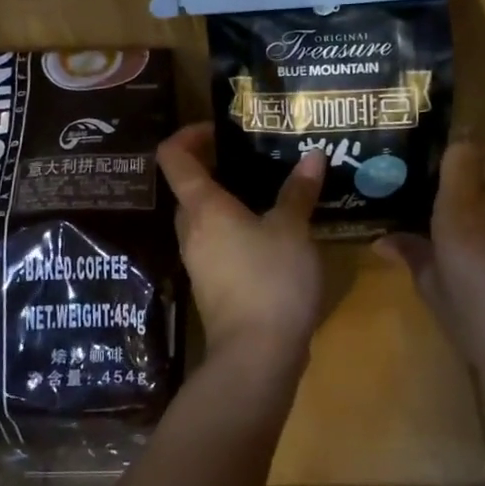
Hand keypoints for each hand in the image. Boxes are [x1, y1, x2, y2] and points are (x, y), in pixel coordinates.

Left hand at [156, 123, 326, 373]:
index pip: (173, 157)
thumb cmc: (271, 280)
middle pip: (188, 186)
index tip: (221, 129)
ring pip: (204, 216)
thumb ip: (298, 191)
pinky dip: (236, 228)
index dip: (189, 134)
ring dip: (228, 199)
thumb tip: (312, 155)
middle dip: (215, 166)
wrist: (256, 356)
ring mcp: (199, 260)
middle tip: (254, 156)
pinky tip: (270, 231)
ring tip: (269, 190)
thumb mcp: (292, 230)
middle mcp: (192, 230)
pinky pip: (217, 242)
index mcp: (203, 207)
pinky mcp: (212, 284)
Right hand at [377, 141, 484, 430]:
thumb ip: (412, 255)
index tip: (429, 167)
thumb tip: (384, 240)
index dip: (450, 151)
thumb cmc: (478, 321)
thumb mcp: (433, 291)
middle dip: (459, 196)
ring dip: (482, 223)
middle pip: (480, 180)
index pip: (464, 151)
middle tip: (433, 218)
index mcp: (464, 209)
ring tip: (463, 255)